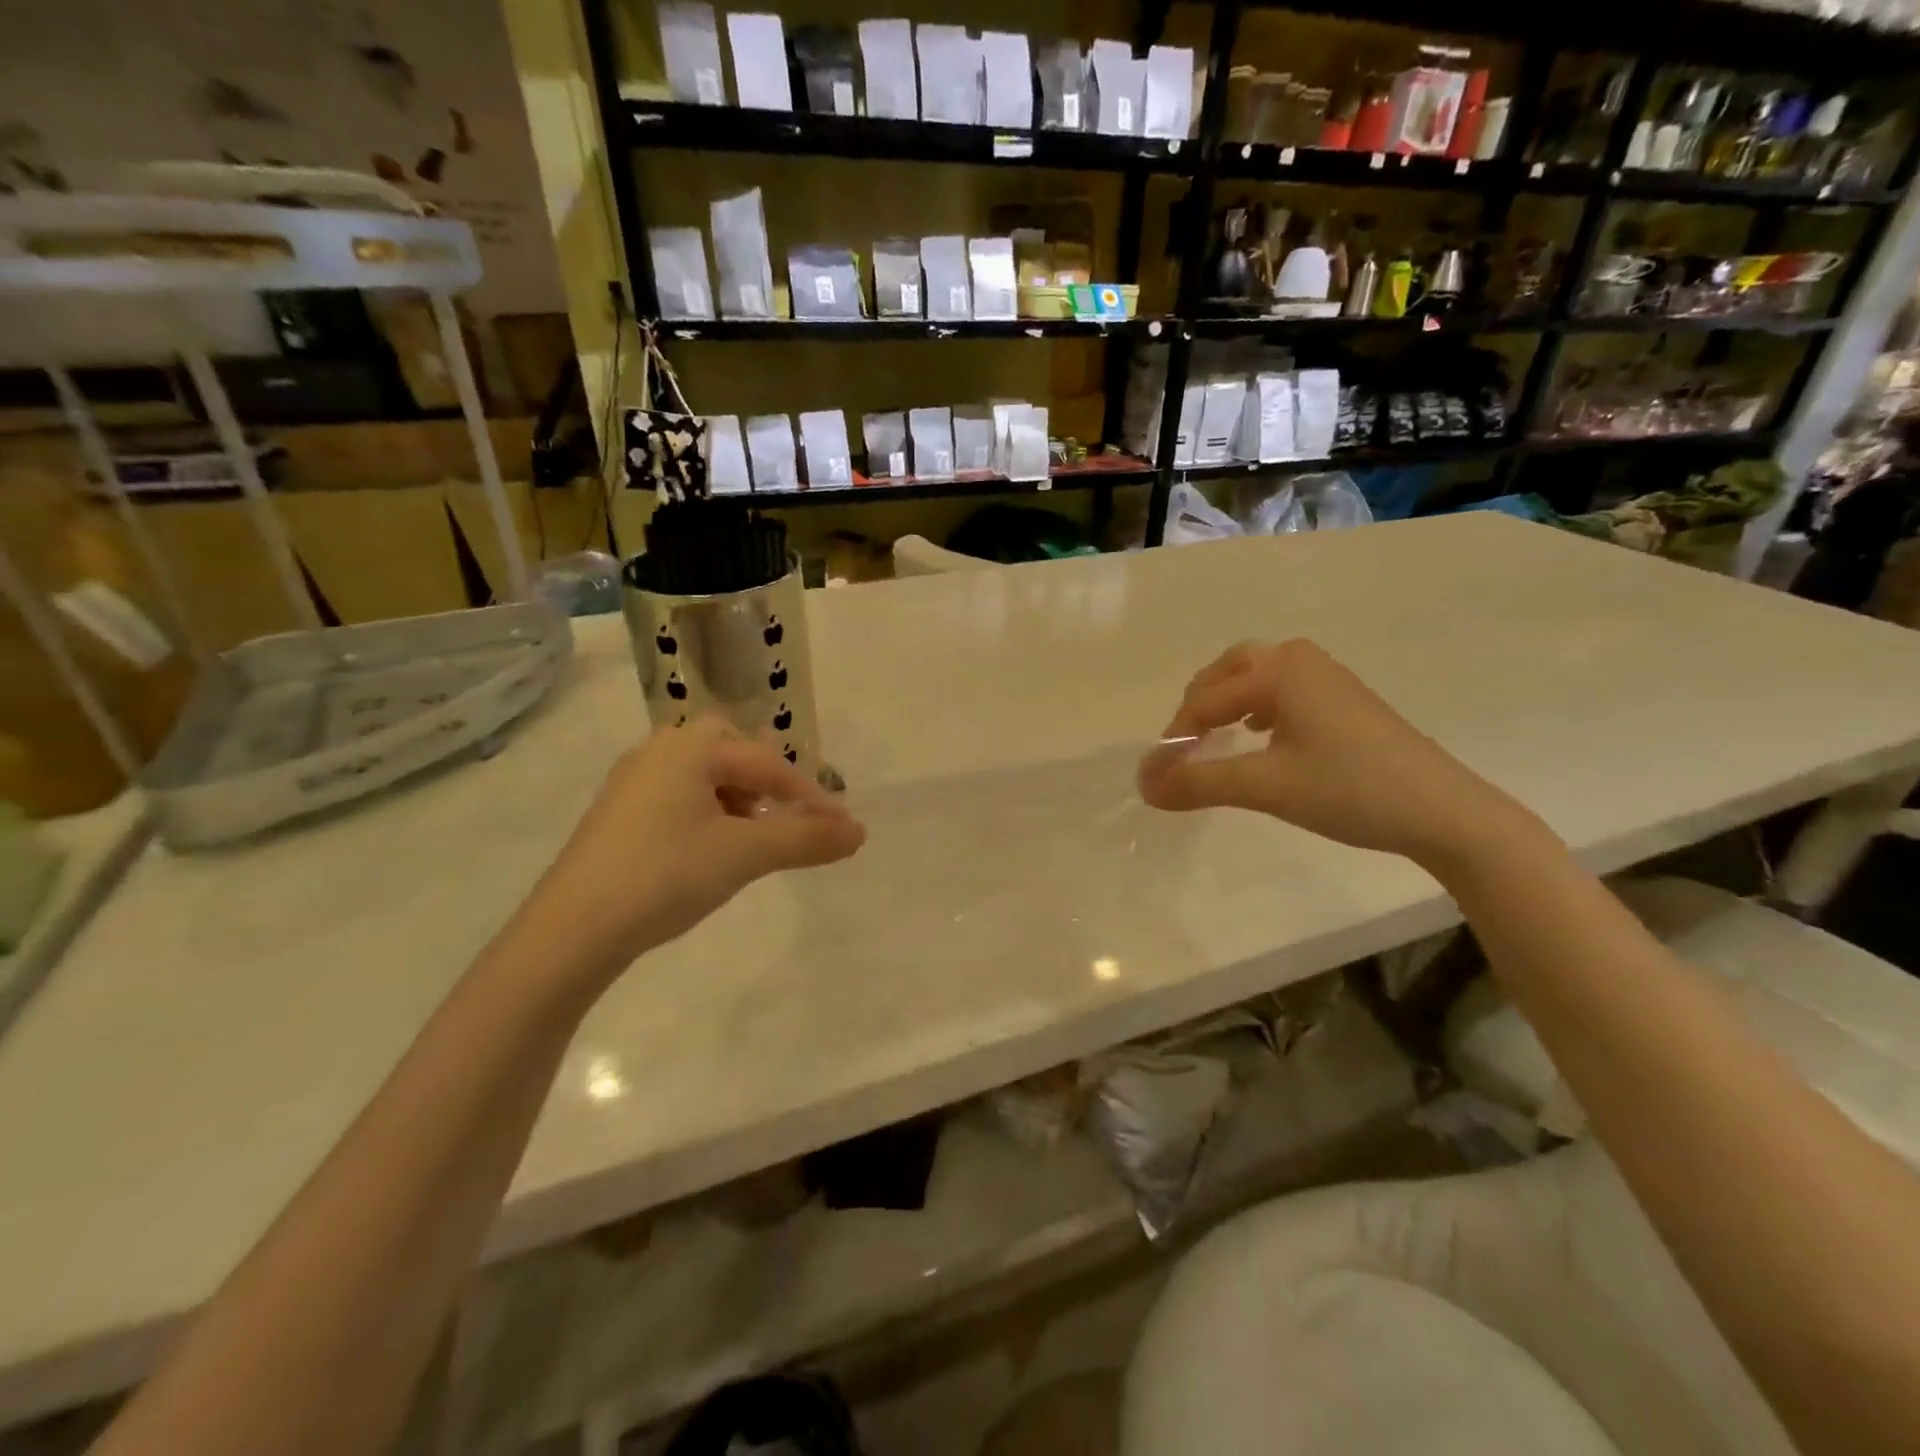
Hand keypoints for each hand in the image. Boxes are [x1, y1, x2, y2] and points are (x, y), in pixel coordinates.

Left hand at [519, 718, 864, 981]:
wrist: (571, 931)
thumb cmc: (665, 876)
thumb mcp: (744, 855)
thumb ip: (805, 839)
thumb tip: (859, 832)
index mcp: (690, 748)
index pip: (768, 763)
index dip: (809, 796)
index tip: (841, 827)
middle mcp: (659, 751)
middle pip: (732, 749)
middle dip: (768, 780)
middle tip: (789, 814)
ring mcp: (634, 781)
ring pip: (705, 774)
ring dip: (740, 796)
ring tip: (755, 836)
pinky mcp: (620, 813)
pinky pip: (681, 796)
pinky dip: (710, 812)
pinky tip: (713, 847)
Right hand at [1137, 640, 1528, 867]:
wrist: (1442, 811)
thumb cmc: (1348, 789)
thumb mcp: (1265, 787)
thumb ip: (1197, 782)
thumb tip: (1142, 786)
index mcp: (1278, 670)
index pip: (1204, 701)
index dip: (1175, 739)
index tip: (1158, 778)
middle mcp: (1300, 659)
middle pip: (1226, 671)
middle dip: (1197, 707)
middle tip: (1184, 748)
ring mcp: (1326, 676)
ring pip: (1254, 678)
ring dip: (1225, 705)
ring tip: (1213, 741)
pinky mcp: (1343, 698)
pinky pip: (1281, 690)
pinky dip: (1256, 709)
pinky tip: (1260, 738)